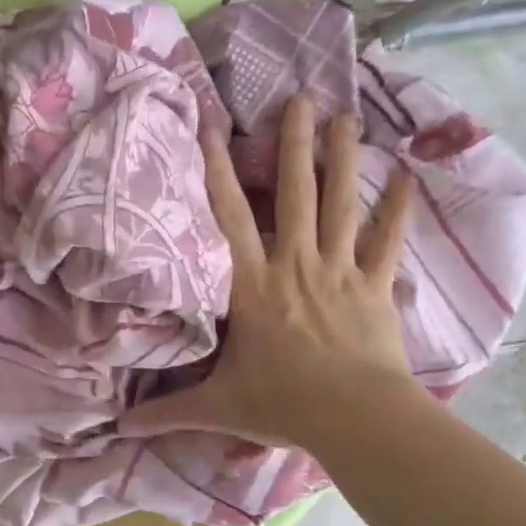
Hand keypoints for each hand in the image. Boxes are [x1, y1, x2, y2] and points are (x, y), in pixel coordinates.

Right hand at [122, 94, 423, 449]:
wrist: (354, 418)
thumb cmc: (282, 405)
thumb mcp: (216, 408)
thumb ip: (167, 412)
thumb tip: (118, 428)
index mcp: (253, 286)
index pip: (229, 219)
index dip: (217, 171)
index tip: (214, 126)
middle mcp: (295, 265)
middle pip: (295, 194)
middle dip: (294, 144)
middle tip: (301, 97)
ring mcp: (340, 272)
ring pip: (340, 205)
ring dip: (342, 158)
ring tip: (345, 116)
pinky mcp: (375, 287)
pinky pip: (388, 240)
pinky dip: (397, 207)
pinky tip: (407, 173)